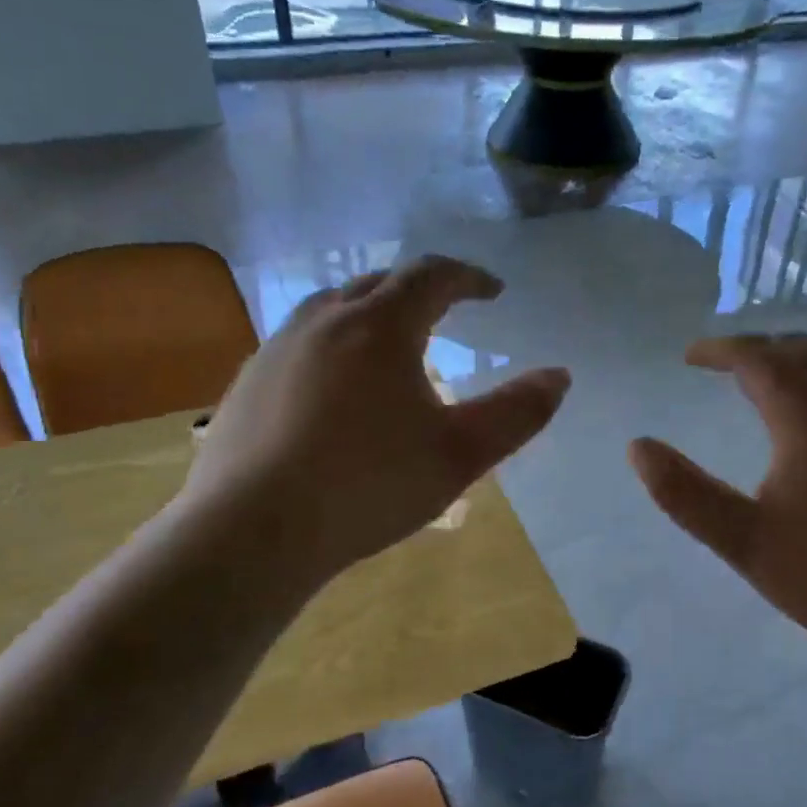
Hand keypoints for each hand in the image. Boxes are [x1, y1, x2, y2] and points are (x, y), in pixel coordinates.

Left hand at [180, 255, 569, 583]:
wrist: (253, 530)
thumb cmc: (369, 484)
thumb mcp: (460, 453)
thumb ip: (516, 412)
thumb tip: (560, 376)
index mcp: (380, 326)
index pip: (432, 276)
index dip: (469, 277)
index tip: (493, 291)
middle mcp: (324, 321)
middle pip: (378, 282)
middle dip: (418, 290)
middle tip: (445, 311)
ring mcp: (276, 348)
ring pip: (331, 308)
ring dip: (369, 313)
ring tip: (390, 344)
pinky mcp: (246, 382)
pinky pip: (299, 343)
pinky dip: (331, 346)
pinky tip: (334, 389)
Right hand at [629, 333, 806, 665]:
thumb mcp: (744, 541)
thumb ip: (685, 493)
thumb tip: (639, 447)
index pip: (759, 359)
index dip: (720, 350)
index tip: (690, 356)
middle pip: (802, 351)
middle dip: (757, 349)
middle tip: (723, 365)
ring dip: (801, 356)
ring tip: (774, 375)